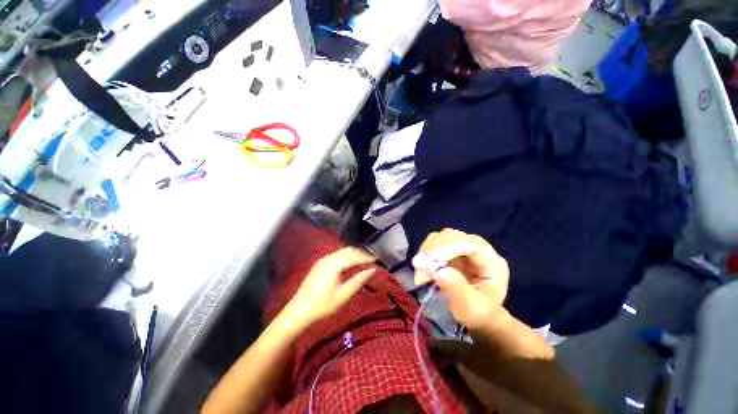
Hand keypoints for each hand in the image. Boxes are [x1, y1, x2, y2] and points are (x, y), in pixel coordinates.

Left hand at [282, 248, 376, 328]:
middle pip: (348, 250)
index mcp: (334, 265)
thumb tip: (373, 270)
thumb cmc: (323, 306)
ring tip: (363, 261)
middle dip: (360, 253)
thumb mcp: (343, 295)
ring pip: (341, 251)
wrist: (298, 312)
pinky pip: (336, 255)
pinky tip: (349, 263)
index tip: (376, 260)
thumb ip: (359, 280)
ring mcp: (322, 260)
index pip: (354, 256)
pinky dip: (345, 256)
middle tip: (371, 260)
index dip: (366, 257)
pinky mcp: (319, 264)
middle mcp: (328, 258)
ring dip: (353, 254)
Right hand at [414, 229, 508, 329]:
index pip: (472, 243)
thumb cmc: (478, 313)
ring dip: (426, 253)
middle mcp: (477, 249)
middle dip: (433, 250)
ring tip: (421, 274)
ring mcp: (462, 248)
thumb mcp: (471, 308)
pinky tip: (422, 270)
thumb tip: (438, 271)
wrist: (477, 315)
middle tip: (421, 270)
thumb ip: (457, 290)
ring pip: (440, 238)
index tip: (432, 260)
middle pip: (453, 236)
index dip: (450, 247)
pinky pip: (433, 245)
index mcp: (492, 262)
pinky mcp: (449, 250)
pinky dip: (425, 255)